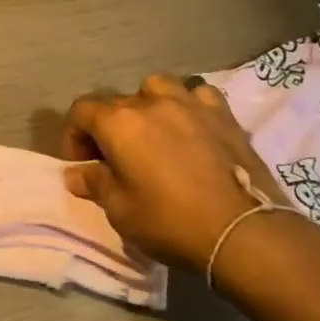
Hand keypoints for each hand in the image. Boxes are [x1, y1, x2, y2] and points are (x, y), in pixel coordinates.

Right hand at [61, 74, 298, 271]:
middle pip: (117, 103)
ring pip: (158, 88)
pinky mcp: (224, 115)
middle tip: (116, 160)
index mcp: (119, 122)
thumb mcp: (120, 211)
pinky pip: (198, 95)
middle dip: (108, 128)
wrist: (245, 232)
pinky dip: (189, 106)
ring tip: (153, 133)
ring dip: (148, 105)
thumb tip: (77, 174)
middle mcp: (151, 102)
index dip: (74, 137)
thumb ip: (95, 184)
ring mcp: (191, 103)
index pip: (81, 112)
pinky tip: (192, 127)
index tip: (82, 165)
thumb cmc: (171, 222)